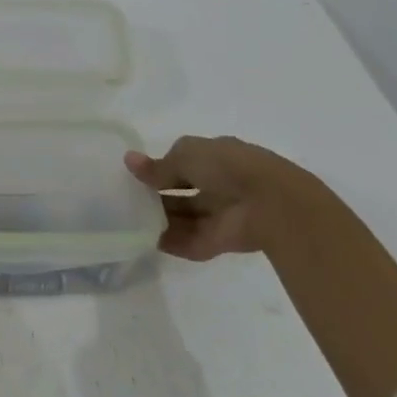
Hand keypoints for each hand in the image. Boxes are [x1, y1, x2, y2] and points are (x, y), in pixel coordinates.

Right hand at [125, 135, 341, 260]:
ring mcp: (220, 214)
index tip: (134, 176)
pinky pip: (190, 240)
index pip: (182, 162)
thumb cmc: (226, 167)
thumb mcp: (186, 155)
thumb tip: (129, 160)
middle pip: (181, 191)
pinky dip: (171, 241)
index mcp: (214, 156)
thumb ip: (158, 166)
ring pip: (185, 216)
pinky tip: (147, 240)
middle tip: (126, 200)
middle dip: (157, 195)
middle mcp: (218, 184)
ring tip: (130, 221)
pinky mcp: (220, 241)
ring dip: (161, 219)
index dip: (159, 168)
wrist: (270, 204)